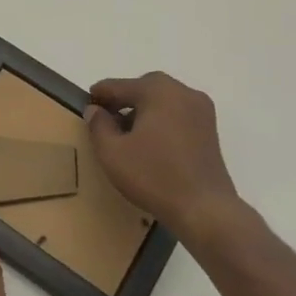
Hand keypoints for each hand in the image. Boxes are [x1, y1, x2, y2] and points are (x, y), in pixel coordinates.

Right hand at [85, 72, 268, 260]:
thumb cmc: (154, 176)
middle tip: (105, 120)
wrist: (205, 209)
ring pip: (162, 101)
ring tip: (126, 135)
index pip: (118, 86)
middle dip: (122, 102)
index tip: (85, 107)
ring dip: (142, 112)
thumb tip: (95, 110)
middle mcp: (182, 91)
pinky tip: (150, 144)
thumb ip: (98, 125)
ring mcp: (201, 110)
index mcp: (158, 90)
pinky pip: (177, 115)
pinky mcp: (210, 129)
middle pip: (143, 89)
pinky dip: (161, 122)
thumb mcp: (112, 152)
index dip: (98, 96)